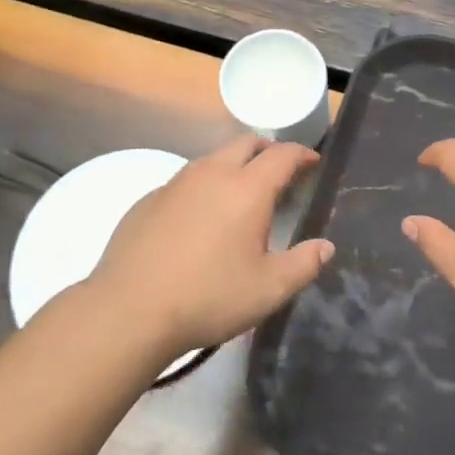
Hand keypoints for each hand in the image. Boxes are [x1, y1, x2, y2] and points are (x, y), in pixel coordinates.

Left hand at [88, 135, 333, 356]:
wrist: (129, 310)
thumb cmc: (209, 297)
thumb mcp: (269, 289)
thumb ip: (304, 264)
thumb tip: (325, 246)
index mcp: (247, 189)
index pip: (282, 155)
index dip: (301, 154)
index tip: (312, 162)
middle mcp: (211, 174)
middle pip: (245, 144)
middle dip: (268, 151)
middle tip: (280, 172)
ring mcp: (175, 184)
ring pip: (212, 159)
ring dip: (233, 166)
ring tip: (241, 195)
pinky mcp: (148, 200)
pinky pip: (185, 181)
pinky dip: (203, 187)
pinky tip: (199, 220)